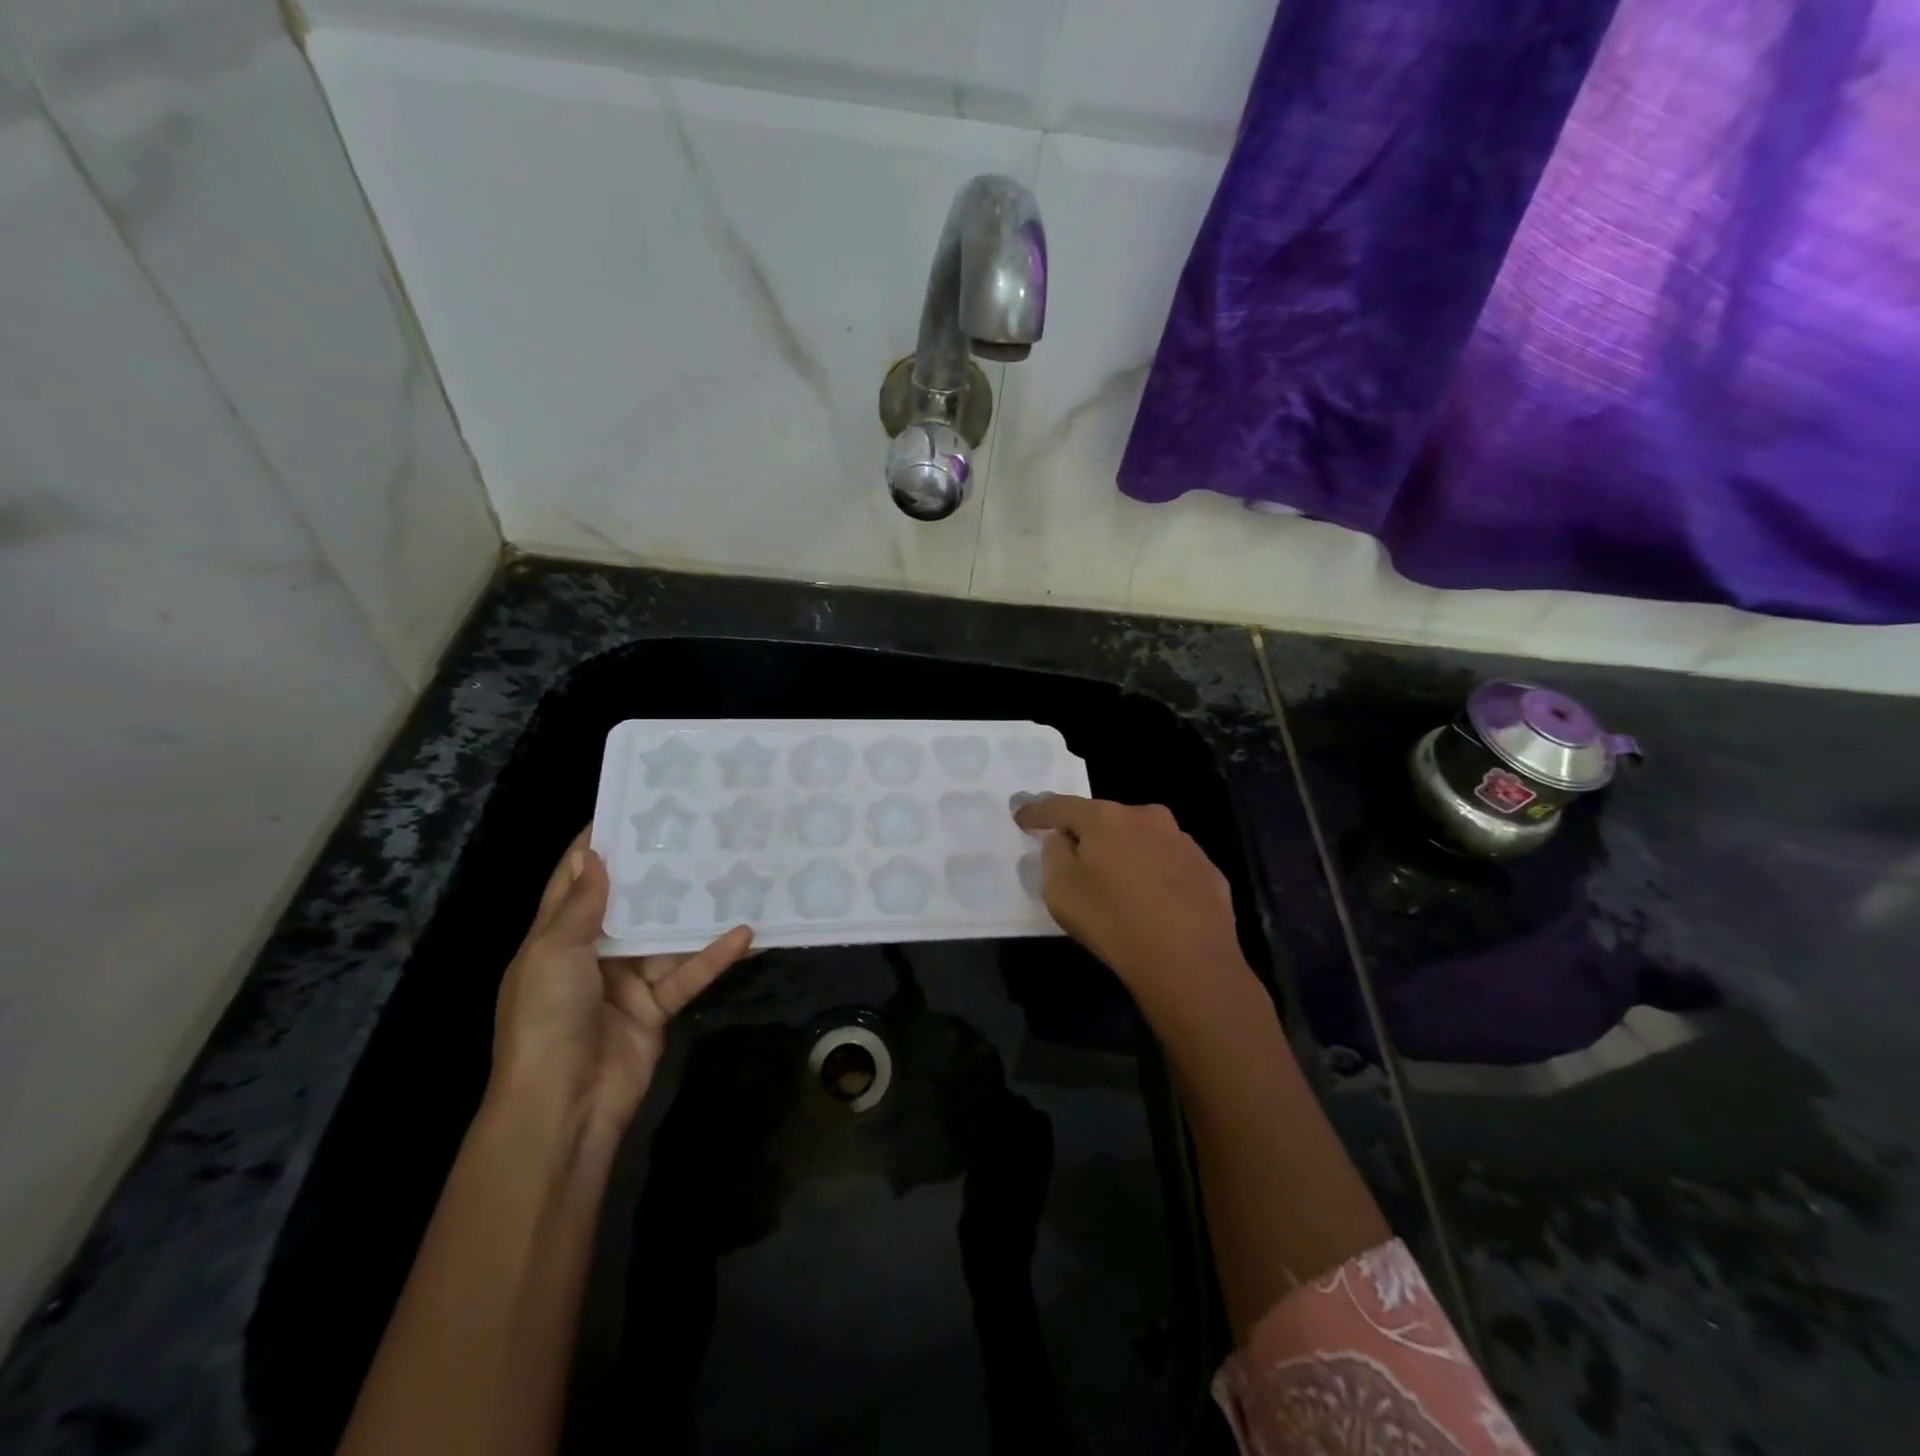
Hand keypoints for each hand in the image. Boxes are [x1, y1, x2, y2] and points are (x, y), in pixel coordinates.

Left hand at [488, 829, 753, 1137]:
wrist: (563, 1107)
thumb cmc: (546, 1020)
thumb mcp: (552, 955)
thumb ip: (579, 906)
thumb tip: (595, 854)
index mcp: (555, 938)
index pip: (575, 880)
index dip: (598, 846)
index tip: (631, 808)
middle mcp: (591, 954)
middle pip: (628, 904)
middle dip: (656, 872)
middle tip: (695, 833)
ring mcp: (626, 981)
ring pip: (665, 936)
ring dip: (693, 913)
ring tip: (729, 872)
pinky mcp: (655, 1007)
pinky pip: (688, 973)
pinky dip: (713, 956)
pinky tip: (744, 933)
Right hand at [1013, 795, 1248, 1017]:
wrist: (1188, 962)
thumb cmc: (1112, 919)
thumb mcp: (1060, 889)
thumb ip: (1054, 854)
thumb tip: (1064, 840)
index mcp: (1107, 818)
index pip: (1061, 806)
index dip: (1037, 811)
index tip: (1021, 816)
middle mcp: (1148, 818)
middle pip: (1106, 820)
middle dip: (1088, 833)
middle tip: (1074, 856)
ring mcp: (1184, 844)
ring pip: (1143, 841)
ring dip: (1126, 854)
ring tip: (1119, 885)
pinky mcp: (1209, 872)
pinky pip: (1170, 867)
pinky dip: (1156, 877)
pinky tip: (1154, 904)